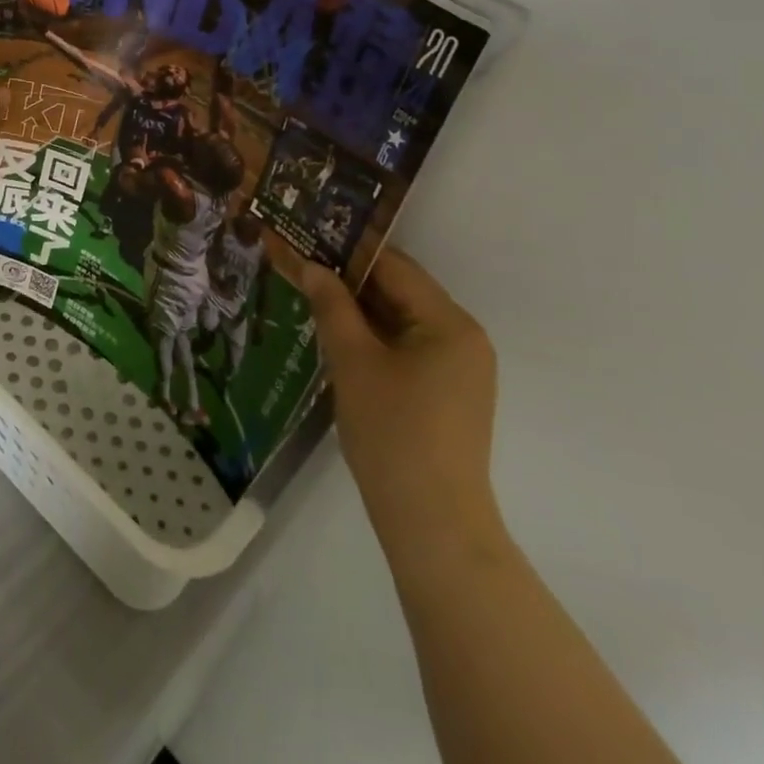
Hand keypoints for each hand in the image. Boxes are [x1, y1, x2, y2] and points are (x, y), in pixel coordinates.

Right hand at [293, 250, 502, 563]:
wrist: (432, 524)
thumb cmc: (393, 432)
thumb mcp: (352, 360)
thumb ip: (331, 305)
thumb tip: (311, 266)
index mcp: (449, 323)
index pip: (394, 266)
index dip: (347, 251)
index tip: (306, 239)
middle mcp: (463, 338)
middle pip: (400, 291)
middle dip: (349, 280)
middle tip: (301, 267)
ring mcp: (458, 369)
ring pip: (400, 320)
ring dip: (358, 310)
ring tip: (310, 296)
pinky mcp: (447, 394)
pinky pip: (406, 348)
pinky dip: (373, 338)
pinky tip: (336, 337)